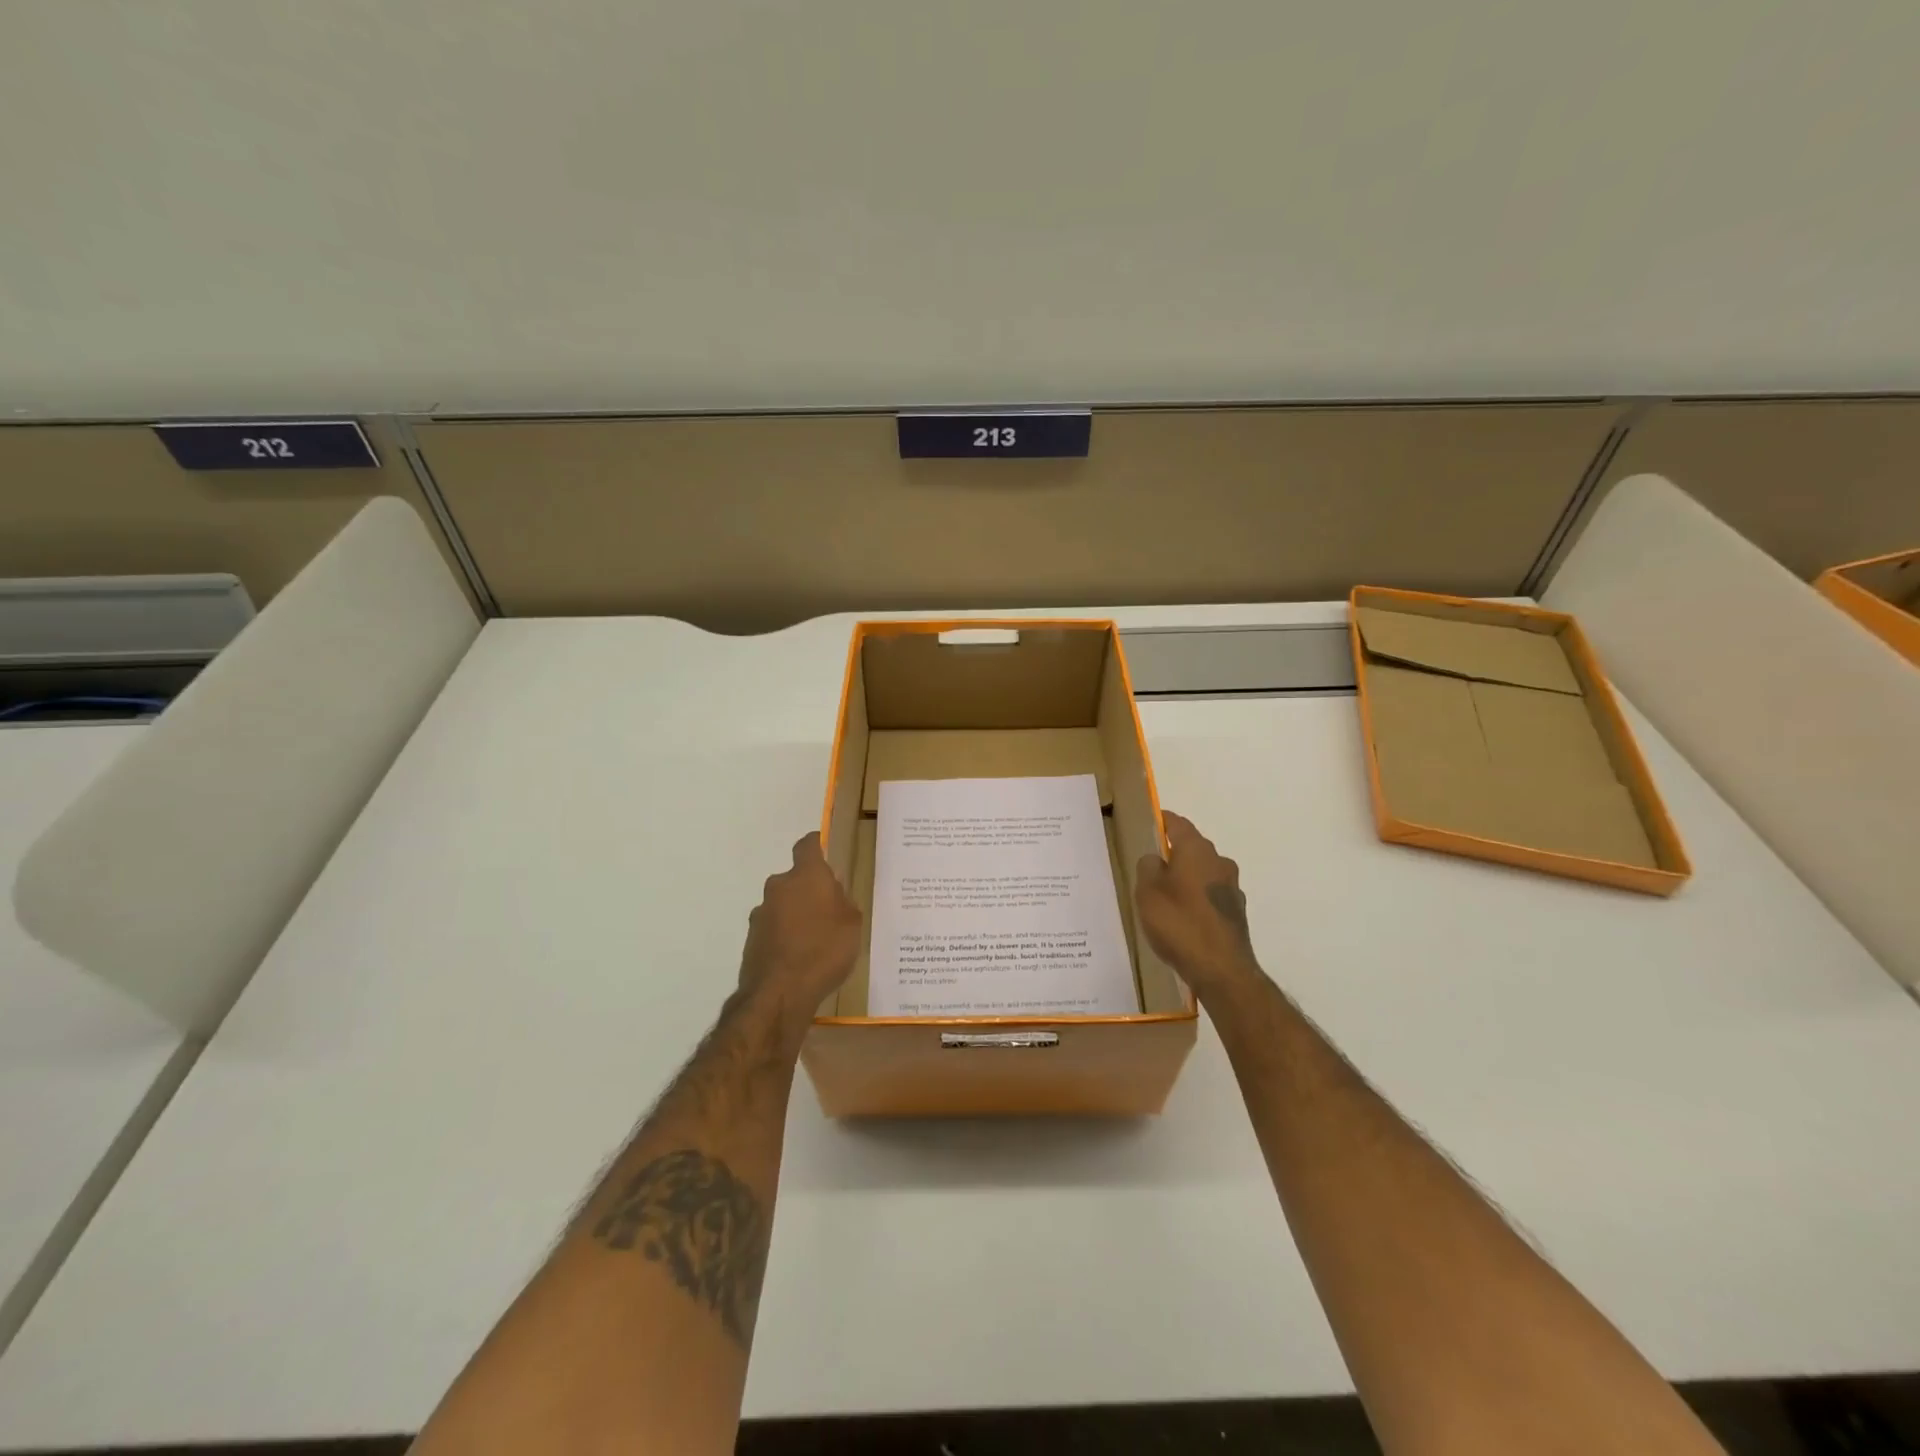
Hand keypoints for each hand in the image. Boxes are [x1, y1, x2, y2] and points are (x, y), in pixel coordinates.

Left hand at [738, 832, 862, 1040]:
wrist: (779, 994)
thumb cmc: (825, 950)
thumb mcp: (852, 923)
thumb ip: (842, 901)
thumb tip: (832, 891)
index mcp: (806, 876)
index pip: (807, 846)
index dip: (816, 845)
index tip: (824, 850)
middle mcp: (779, 887)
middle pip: (795, 879)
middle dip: (809, 890)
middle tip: (829, 910)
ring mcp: (761, 914)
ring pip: (783, 905)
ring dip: (795, 915)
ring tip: (814, 941)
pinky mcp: (751, 939)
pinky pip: (774, 929)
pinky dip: (784, 937)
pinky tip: (799, 959)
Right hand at [1135, 811, 1265, 1004]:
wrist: (1221, 969)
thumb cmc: (1178, 922)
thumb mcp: (1147, 891)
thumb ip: (1148, 866)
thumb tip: (1156, 859)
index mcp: (1197, 850)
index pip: (1178, 824)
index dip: (1163, 821)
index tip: (1150, 823)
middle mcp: (1219, 862)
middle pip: (1193, 848)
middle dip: (1174, 853)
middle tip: (1151, 866)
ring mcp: (1232, 888)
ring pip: (1203, 873)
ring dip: (1186, 878)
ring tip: (1165, 896)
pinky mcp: (1236, 913)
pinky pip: (1210, 896)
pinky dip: (1196, 900)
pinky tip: (1183, 918)